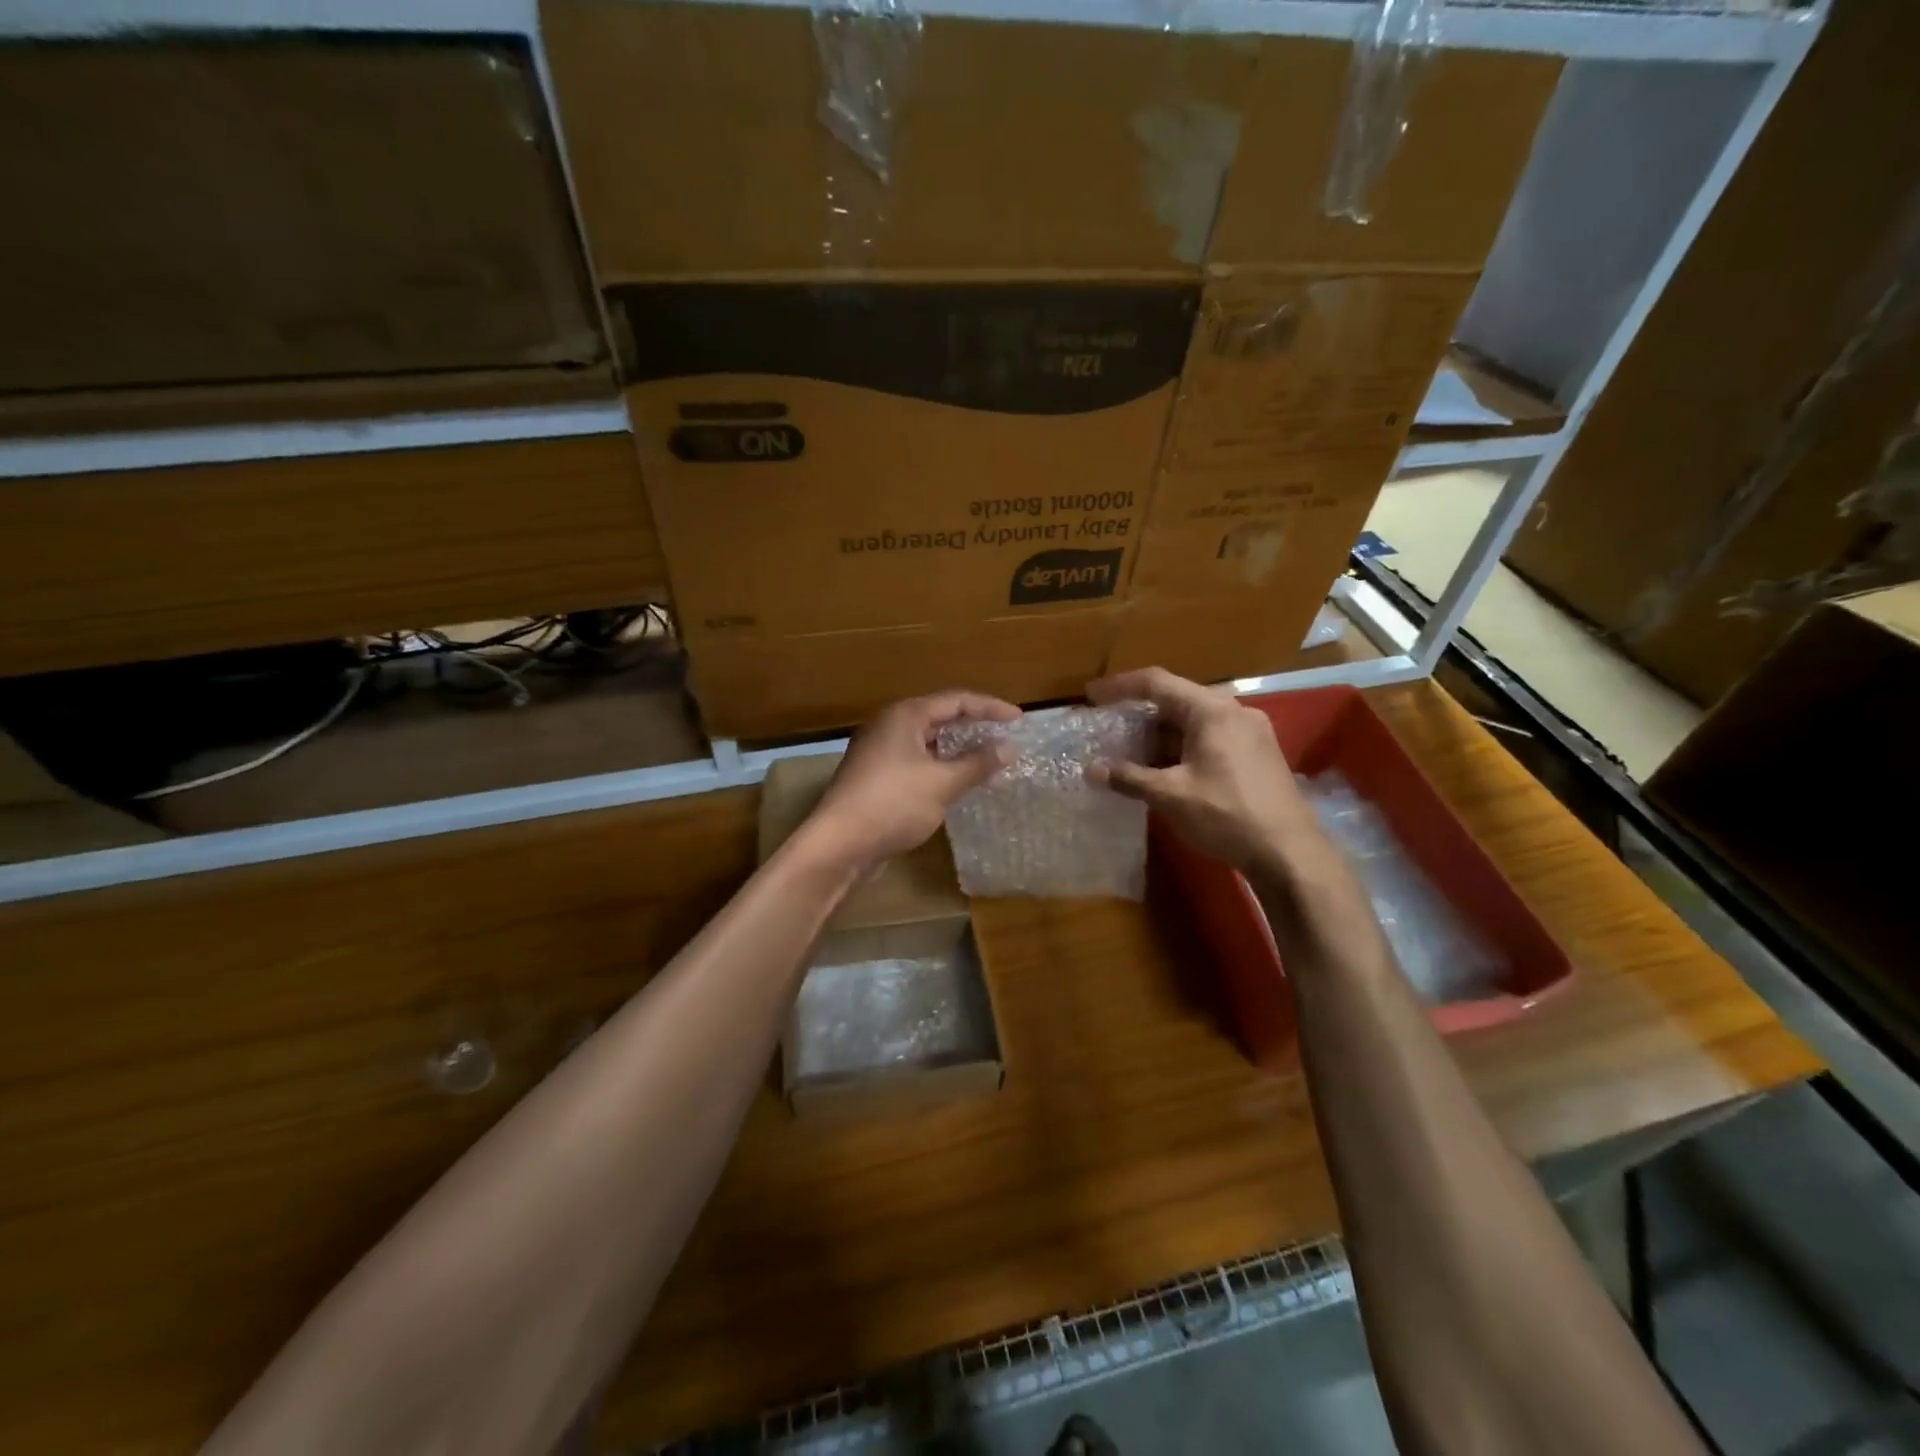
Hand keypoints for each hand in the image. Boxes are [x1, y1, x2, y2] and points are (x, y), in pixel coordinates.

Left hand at [805, 690, 1020, 869]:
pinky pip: (916, 762)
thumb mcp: (942, 783)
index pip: (956, 701)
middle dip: (973, 727)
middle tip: (1004, 738)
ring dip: (957, 751)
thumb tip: (1008, 748)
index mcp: (905, 716)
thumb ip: (977, 764)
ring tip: (987, 762)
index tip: (1019, 719)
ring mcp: (878, 752)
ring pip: (927, 743)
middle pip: (939, 717)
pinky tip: (956, 784)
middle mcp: (889, 726)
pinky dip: (940, 768)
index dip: (990, 707)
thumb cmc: (893, 804)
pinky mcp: (875, 778)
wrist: (839, 843)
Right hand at [1086, 666, 1321, 873]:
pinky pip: (1210, 738)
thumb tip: (1092, 770)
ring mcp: (1250, 732)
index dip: (1119, 687)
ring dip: (1160, 736)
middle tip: (1108, 729)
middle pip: (1176, 701)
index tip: (1091, 696)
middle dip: (1139, 716)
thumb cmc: (1227, 815)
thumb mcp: (1170, 795)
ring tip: (1129, 754)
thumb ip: (1129, 777)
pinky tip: (1164, 770)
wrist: (1290, 853)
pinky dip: (1181, 747)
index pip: (1156, 683)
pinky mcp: (1257, 754)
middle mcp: (1234, 712)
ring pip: (1193, 722)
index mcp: (1211, 710)